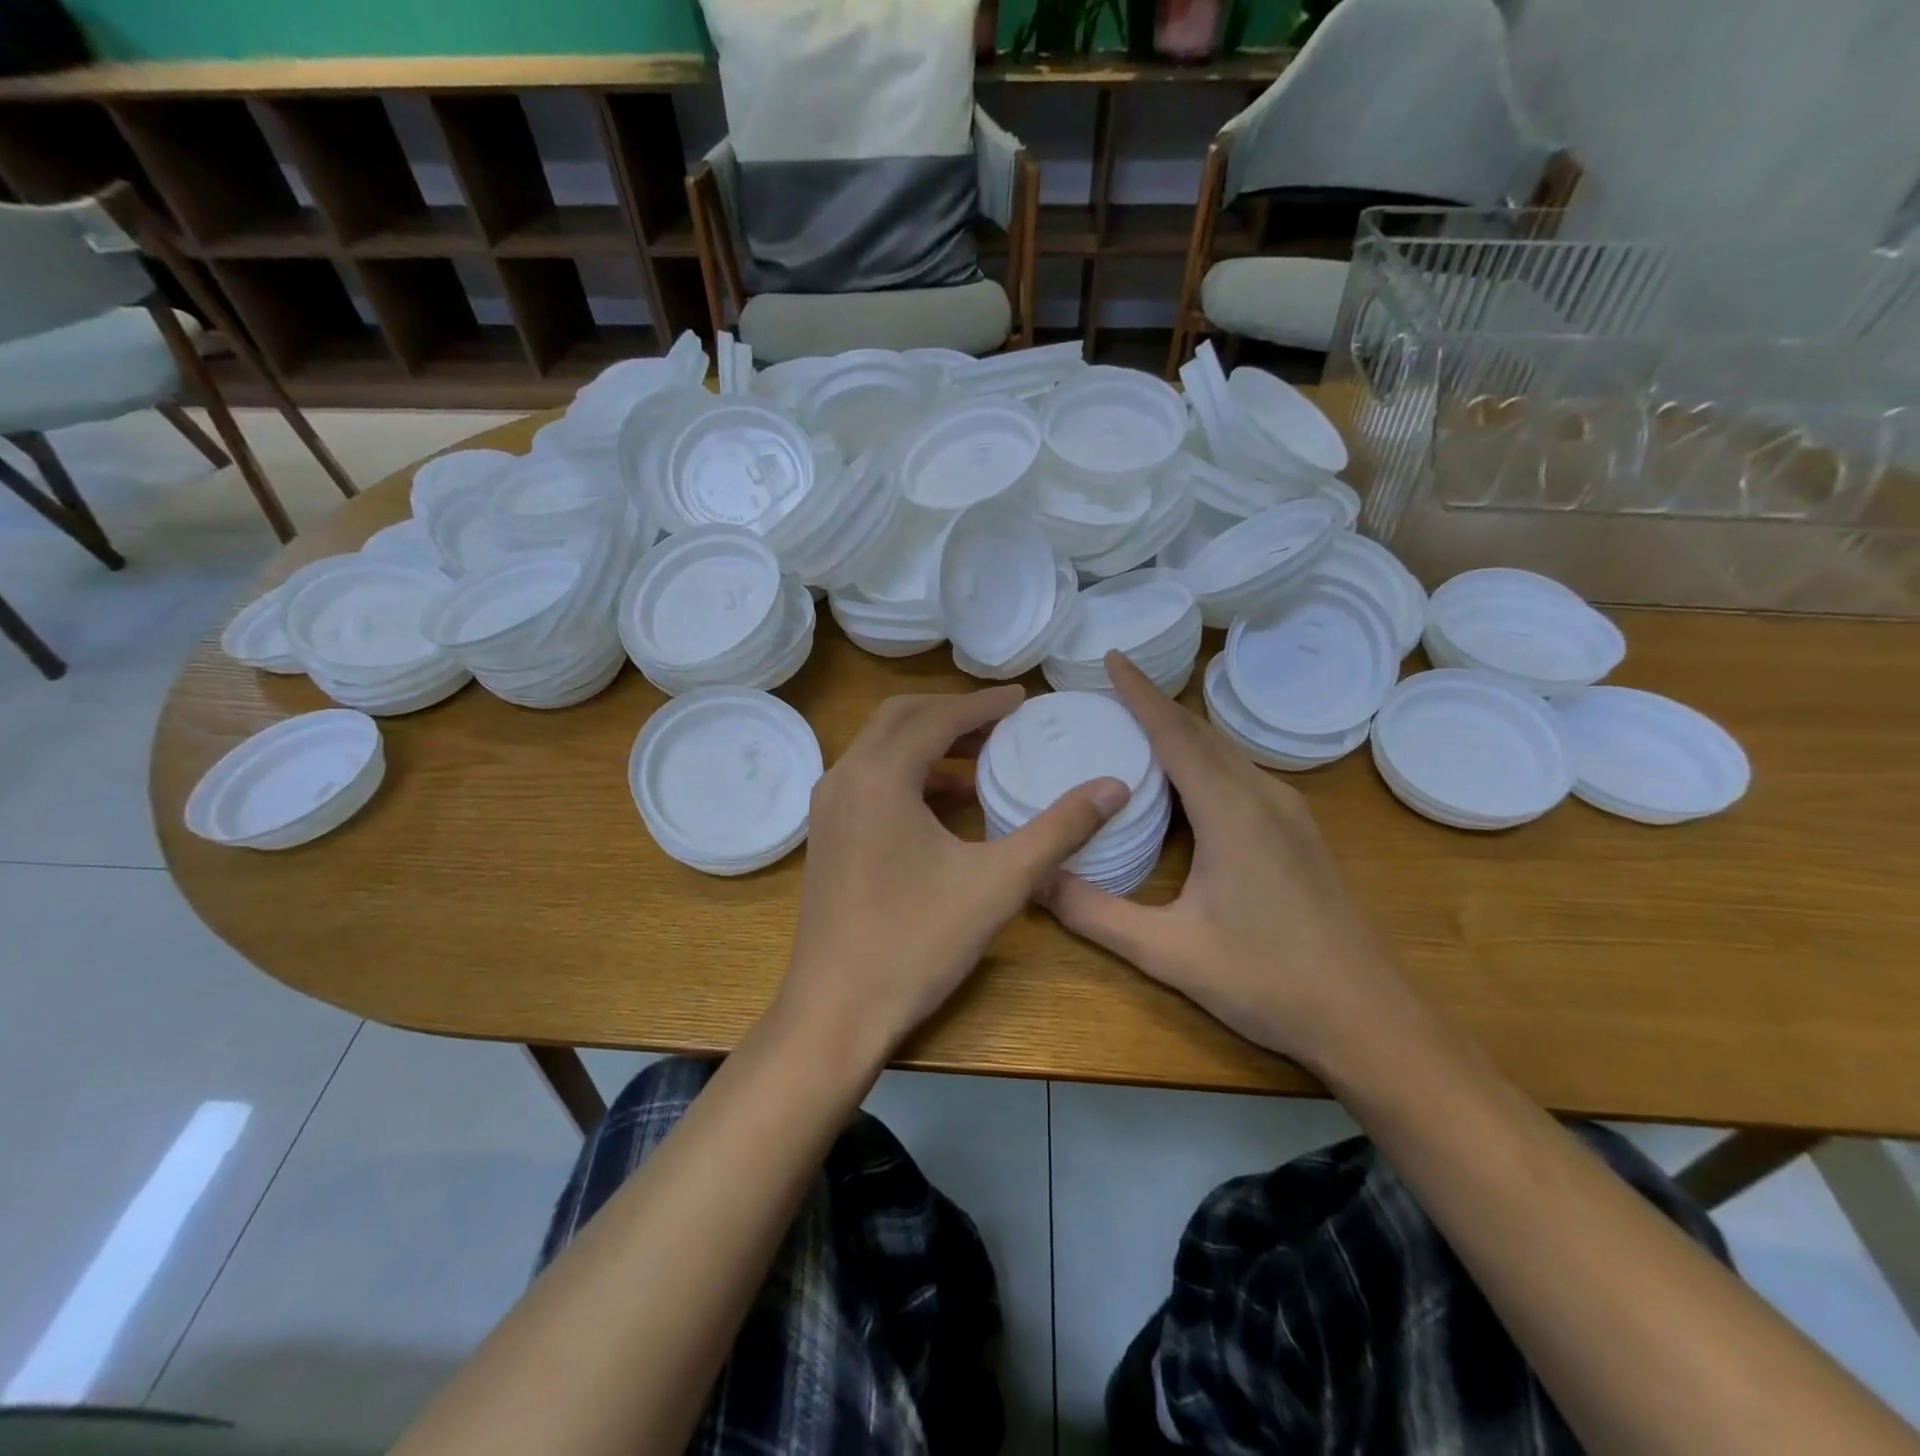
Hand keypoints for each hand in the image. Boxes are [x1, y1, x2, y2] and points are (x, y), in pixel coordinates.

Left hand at [780, 686, 1128, 1059]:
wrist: (836, 1013)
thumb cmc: (917, 943)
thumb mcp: (999, 883)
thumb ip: (1059, 829)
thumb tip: (1114, 786)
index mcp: (880, 776)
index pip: (937, 718)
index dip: (984, 704)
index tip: (1023, 698)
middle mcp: (844, 778)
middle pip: (900, 719)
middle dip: (953, 714)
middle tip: (1002, 720)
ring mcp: (828, 808)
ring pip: (881, 750)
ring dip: (930, 744)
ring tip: (982, 760)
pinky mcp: (827, 836)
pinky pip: (870, 782)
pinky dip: (909, 776)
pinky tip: (948, 807)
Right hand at [1040, 653, 1413, 1069]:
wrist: (1369, 1018)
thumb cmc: (1267, 981)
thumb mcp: (1169, 952)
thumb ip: (1095, 914)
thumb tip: (1033, 880)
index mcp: (1231, 811)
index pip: (1175, 733)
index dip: (1140, 692)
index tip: (1112, 657)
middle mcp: (1263, 796)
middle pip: (1202, 732)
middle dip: (1156, 705)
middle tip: (1110, 692)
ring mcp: (1289, 813)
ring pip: (1226, 752)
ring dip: (1182, 731)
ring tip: (1138, 727)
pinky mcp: (1299, 833)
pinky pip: (1242, 774)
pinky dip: (1205, 759)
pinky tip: (1187, 783)